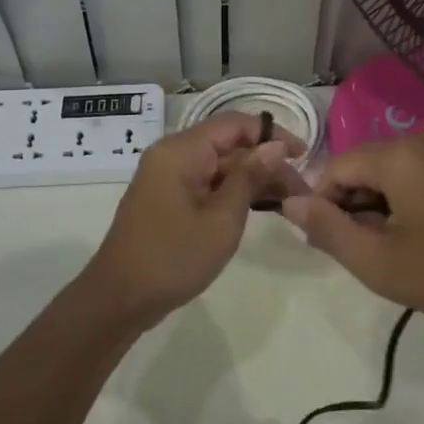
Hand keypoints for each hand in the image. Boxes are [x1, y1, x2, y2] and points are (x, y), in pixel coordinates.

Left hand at [85, 113, 304, 326]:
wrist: (119, 299)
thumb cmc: (174, 257)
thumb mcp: (222, 219)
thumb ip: (249, 177)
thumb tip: (276, 146)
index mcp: (181, 150)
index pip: (235, 124)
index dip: (272, 134)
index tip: (304, 156)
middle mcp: (172, 154)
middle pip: (228, 144)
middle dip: (266, 162)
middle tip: (301, 191)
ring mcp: (167, 177)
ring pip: (219, 165)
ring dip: (252, 178)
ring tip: (289, 201)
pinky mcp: (167, 198)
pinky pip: (206, 183)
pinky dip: (232, 191)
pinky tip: (260, 207)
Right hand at [281, 129, 423, 325]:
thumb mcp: (379, 261)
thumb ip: (327, 228)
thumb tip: (288, 202)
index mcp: (396, 153)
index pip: (334, 169)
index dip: (322, 207)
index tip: (330, 245)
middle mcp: (422, 140)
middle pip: (363, 168)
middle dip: (353, 208)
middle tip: (364, 254)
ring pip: (392, 174)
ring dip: (380, 209)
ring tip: (395, 252)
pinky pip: (420, 177)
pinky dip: (408, 203)